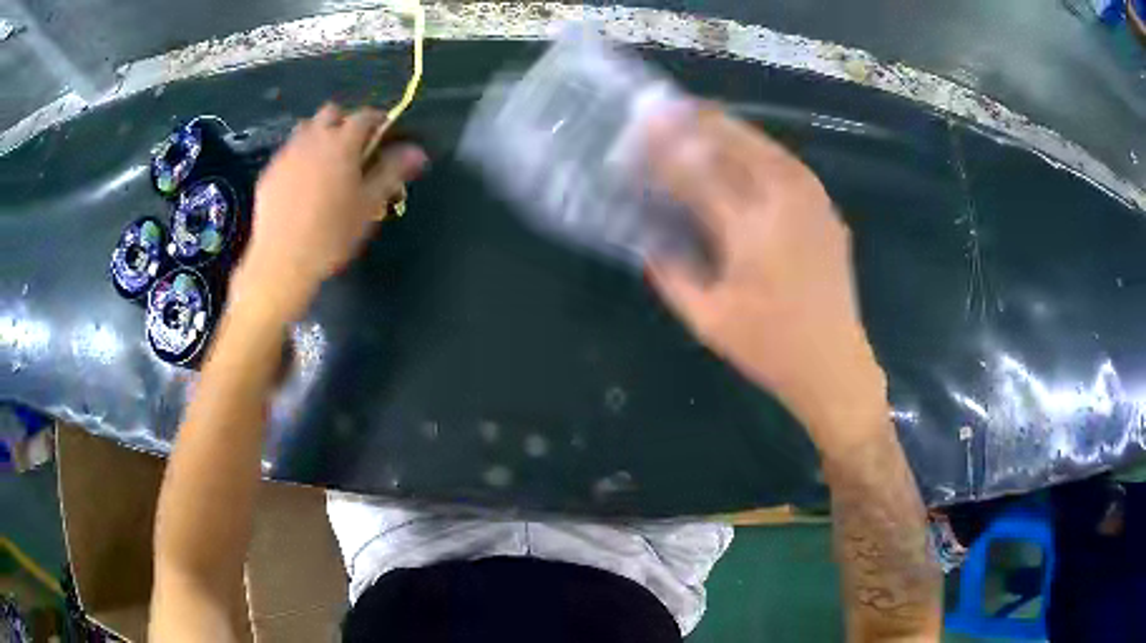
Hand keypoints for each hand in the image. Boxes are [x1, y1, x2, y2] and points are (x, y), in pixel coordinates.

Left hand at [233, 104, 426, 322]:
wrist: (281, 261)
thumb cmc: (331, 234)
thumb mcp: (369, 204)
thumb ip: (392, 171)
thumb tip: (418, 151)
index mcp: (342, 142)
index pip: (366, 116)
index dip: (380, 121)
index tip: (387, 137)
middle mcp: (313, 138)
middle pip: (332, 113)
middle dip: (346, 122)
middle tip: (354, 150)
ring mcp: (287, 154)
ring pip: (306, 129)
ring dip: (320, 136)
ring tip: (327, 164)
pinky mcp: (269, 172)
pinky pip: (289, 153)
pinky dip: (300, 158)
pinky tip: (302, 186)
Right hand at [646, 108, 887, 455]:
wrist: (835, 365)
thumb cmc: (770, 348)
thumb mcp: (708, 321)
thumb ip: (672, 275)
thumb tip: (647, 241)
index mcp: (750, 229)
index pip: (696, 174)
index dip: (662, 152)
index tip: (635, 137)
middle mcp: (783, 202)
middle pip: (735, 143)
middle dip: (697, 123)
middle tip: (666, 111)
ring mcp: (812, 202)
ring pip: (765, 145)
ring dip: (730, 128)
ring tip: (701, 118)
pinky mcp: (827, 210)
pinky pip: (788, 164)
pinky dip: (760, 148)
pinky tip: (745, 150)